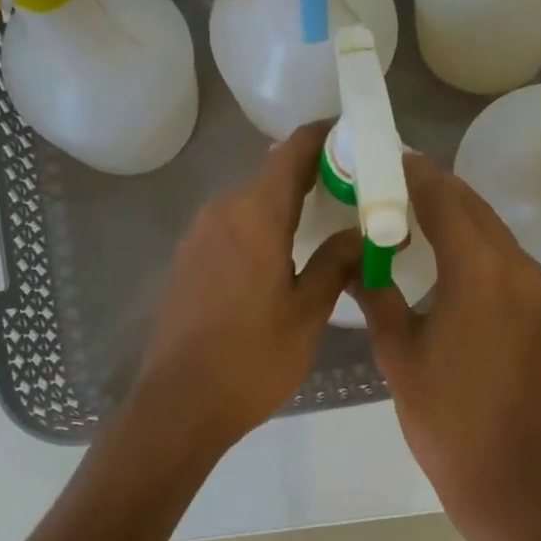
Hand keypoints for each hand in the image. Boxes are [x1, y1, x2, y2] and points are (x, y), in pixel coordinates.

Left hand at [134, 122, 359, 451]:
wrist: (181, 403)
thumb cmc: (252, 358)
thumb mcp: (308, 311)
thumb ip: (337, 262)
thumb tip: (360, 232)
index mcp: (254, 213)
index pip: (293, 151)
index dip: (327, 138)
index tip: (360, 140)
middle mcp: (221, 210)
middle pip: (271, 174)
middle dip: (314, 174)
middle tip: (357, 192)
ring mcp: (198, 235)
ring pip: (251, 201)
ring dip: (287, 203)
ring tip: (327, 222)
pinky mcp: (188, 260)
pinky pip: (233, 226)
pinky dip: (263, 226)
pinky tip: (286, 253)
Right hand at [352, 155, 540, 540]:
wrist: (509, 476)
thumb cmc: (445, 418)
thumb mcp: (398, 353)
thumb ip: (377, 294)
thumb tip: (354, 260)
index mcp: (482, 272)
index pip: (443, 199)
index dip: (409, 175)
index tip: (377, 161)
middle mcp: (518, 267)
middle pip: (472, 207)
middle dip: (430, 189)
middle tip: (384, 185)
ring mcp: (536, 289)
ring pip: (491, 231)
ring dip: (452, 216)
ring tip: (405, 216)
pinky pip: (504, 260)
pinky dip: (473, 246)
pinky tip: (442, 258)